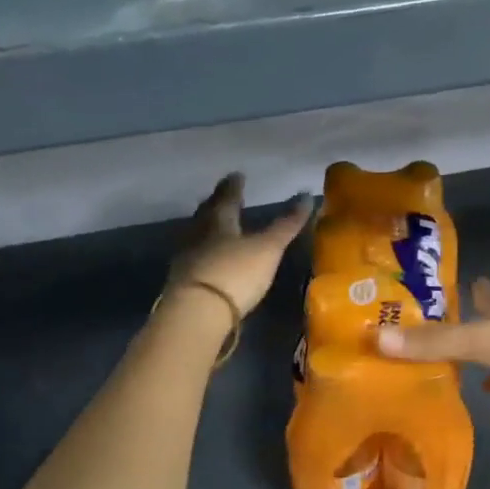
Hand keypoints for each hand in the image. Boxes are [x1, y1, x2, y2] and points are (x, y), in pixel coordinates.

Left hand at [168, 173, 313, 315]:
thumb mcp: (267, 248)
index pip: (226, 198)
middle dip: (216, 204)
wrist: (197, 312)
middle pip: (207, 214)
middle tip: (221, 196)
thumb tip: (306, 195)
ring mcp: (187, 259)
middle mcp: (198, 234)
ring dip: (207, 228)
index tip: (236, 175)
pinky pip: (194, 258)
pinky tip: (209, 258)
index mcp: (218, 221)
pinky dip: (203, 253)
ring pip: (197, 235)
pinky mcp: (182, 283)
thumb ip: (286, 224)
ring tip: (216, 225)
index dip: (233, 187)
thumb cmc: (235, 273)